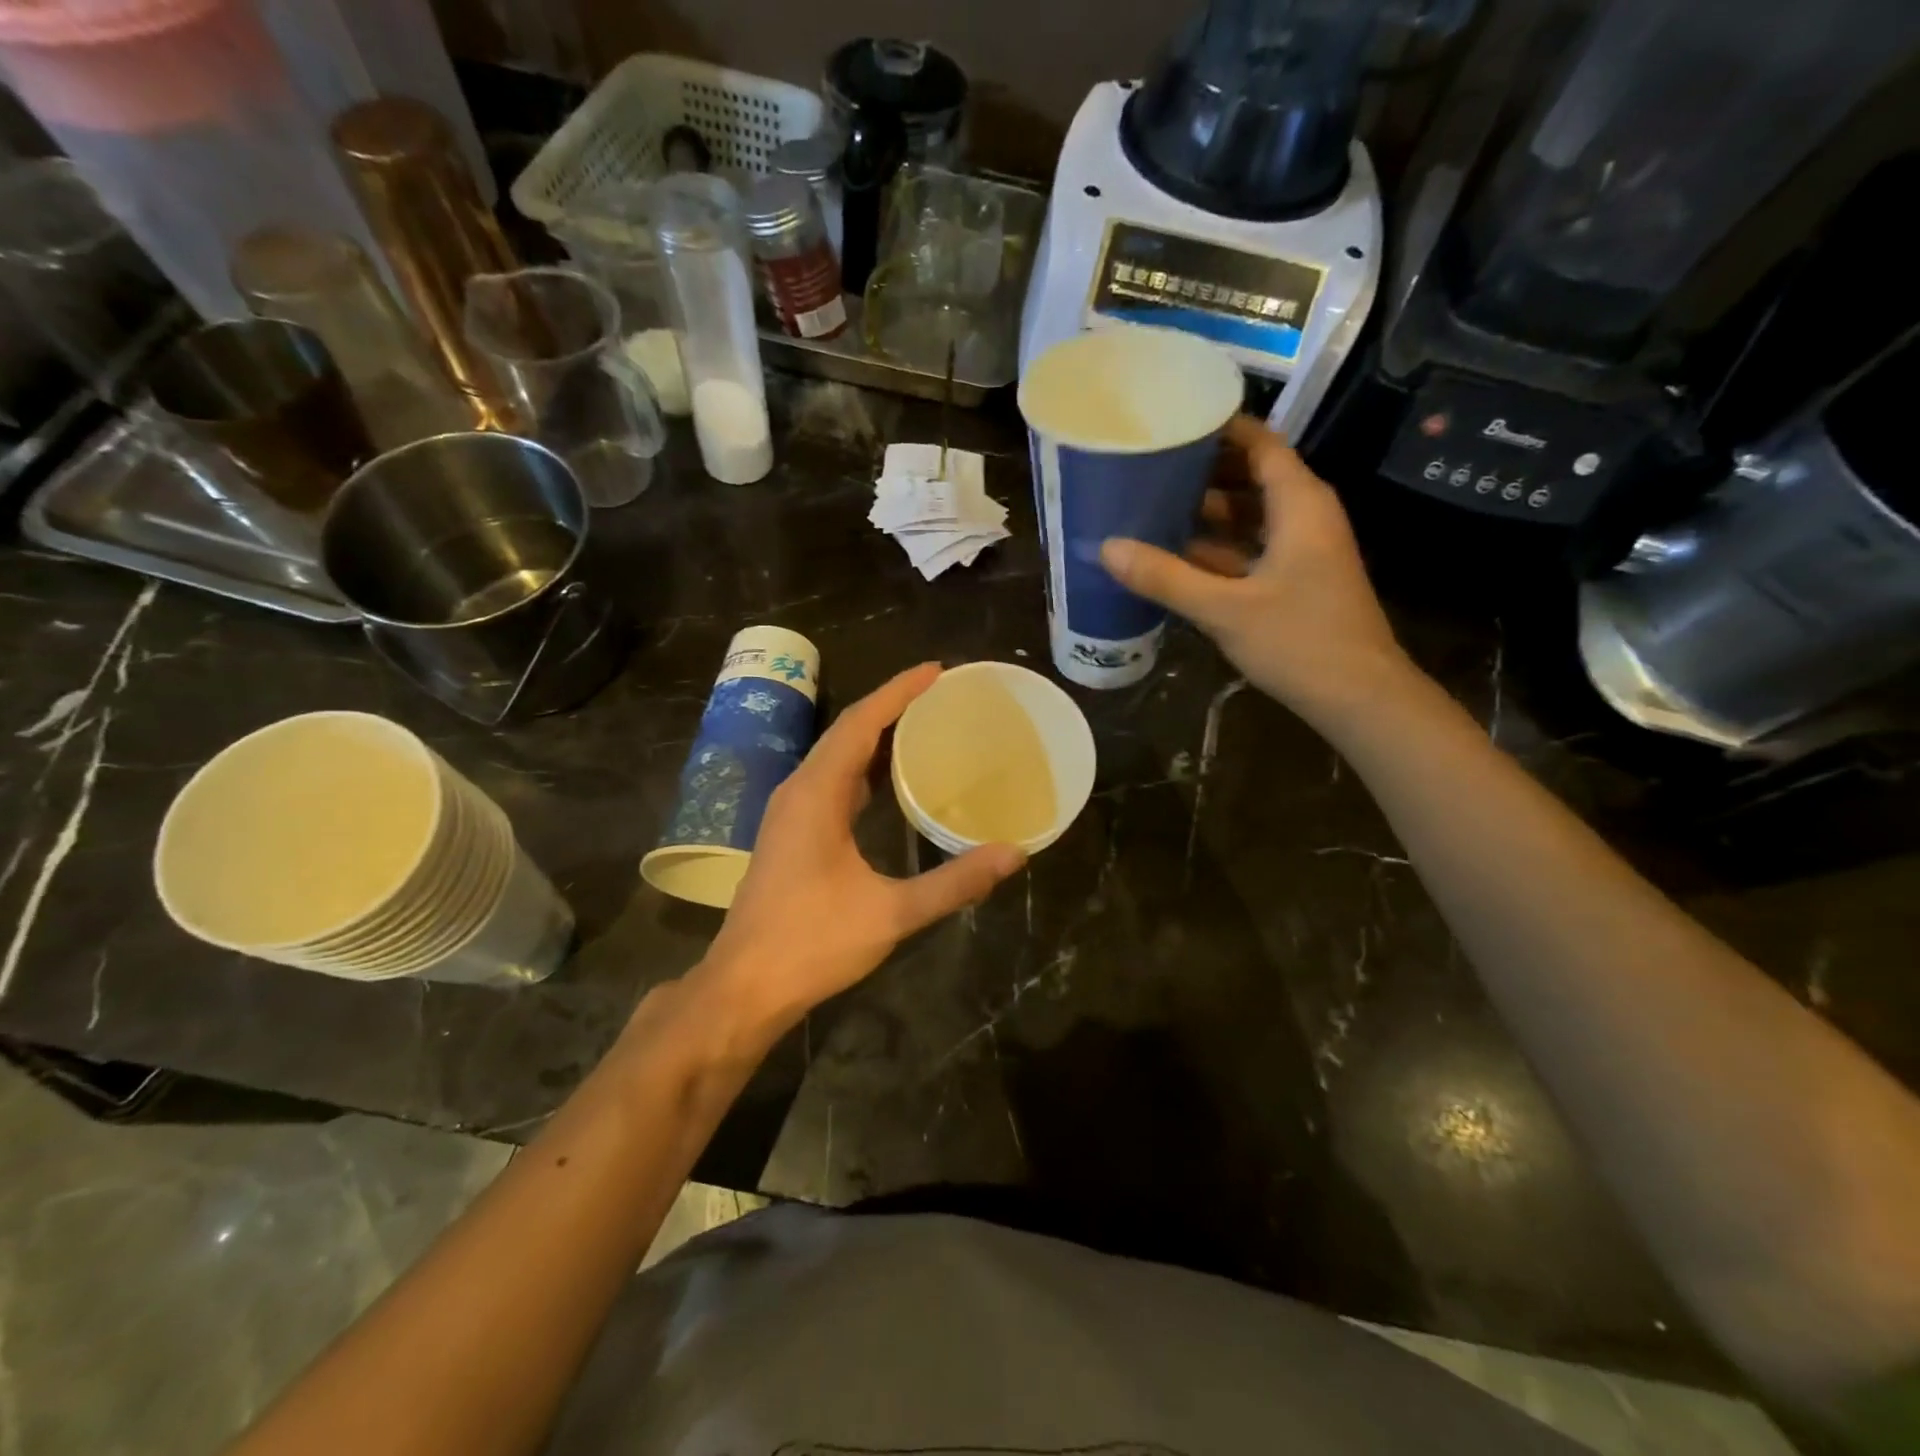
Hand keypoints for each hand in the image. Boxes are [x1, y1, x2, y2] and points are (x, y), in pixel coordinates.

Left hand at [695, 664, 1025, 1033]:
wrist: (744, 986)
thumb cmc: (812, 943)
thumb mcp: (891, 913)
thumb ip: (954, 882)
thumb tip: (1014, 854)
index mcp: (817, 794)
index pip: (861, 723)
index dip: (898, 691)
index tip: (936, 670)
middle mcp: (799, 790)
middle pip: (847, 731)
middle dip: (891, 706)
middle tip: (939, 694)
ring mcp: (789, 812)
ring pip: (836, 756)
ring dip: (875, 736)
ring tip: (921, 725)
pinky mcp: (790, 833)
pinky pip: (830, 781)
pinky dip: (862, 768)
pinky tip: (888, 781)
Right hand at [1100, 416, 1413, 725]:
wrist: (1359, 698)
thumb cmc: (1299, 641)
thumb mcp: (1224, 609)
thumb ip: (1165, 577)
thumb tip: (1107, 548)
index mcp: (1299, 504)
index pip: (1259, 443)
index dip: (1219, 428)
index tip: (1171, 420)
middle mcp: (1304, 516)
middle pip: (1251, 476)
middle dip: (1202, 470)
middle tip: (1147, 465)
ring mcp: (1301, 550)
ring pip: (1249, 515)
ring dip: (1206, 512)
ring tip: (1150, 505)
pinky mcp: (1294, 580)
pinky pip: (1250, 547)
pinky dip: (1217, 547)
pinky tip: (1174, 554)